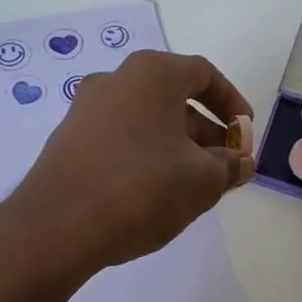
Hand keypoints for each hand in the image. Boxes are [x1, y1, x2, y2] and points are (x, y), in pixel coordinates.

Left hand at [8, 50, 253, 272]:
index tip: (245, 135)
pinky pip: (121, 140)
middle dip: (207, 132)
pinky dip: (147, 156)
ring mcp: (86, 110)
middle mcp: (115, 81)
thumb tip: (241, 164)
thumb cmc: (142, 188)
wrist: (56, 227)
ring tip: (195, 186)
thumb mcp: (202, 180)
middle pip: (174, 98)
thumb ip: (230, 167)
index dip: (232, 104)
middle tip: (226, 166)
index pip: (204, 74)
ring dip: (178, 147)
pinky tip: (156, 193)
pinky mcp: (68, 142)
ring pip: (147, 121)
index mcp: (151, 74)